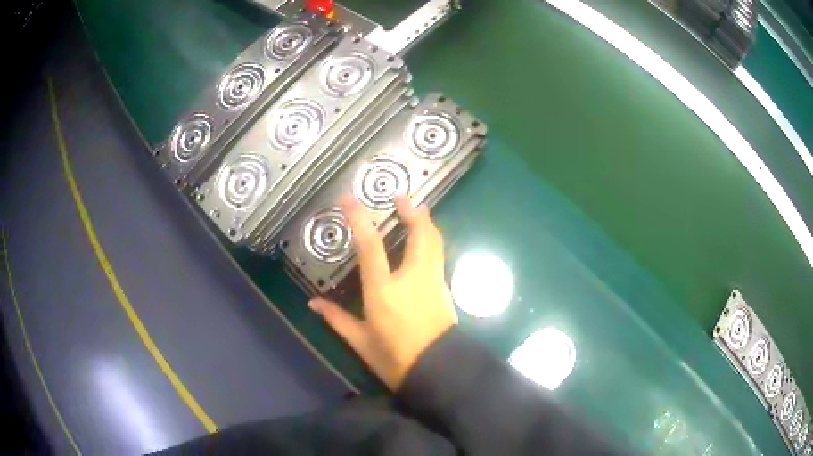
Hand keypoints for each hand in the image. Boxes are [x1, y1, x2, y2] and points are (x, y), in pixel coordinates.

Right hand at [309, 196, 457, 390]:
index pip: (371, 246)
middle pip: (419, 234)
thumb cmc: (395, 359)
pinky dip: (433, 241)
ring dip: (427, 222)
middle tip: (402, 197)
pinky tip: (425, 241)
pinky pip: (439, 256)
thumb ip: (336, 319)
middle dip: (412, 212)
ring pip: (435, 242)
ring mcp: (433, 282)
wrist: (438, 371)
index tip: (349, 199)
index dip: (359, 219)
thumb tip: (313, 304)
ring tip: (418, 210)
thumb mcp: (360, 342)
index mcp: (384, 290)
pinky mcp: (444, 289)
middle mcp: (412, 278)